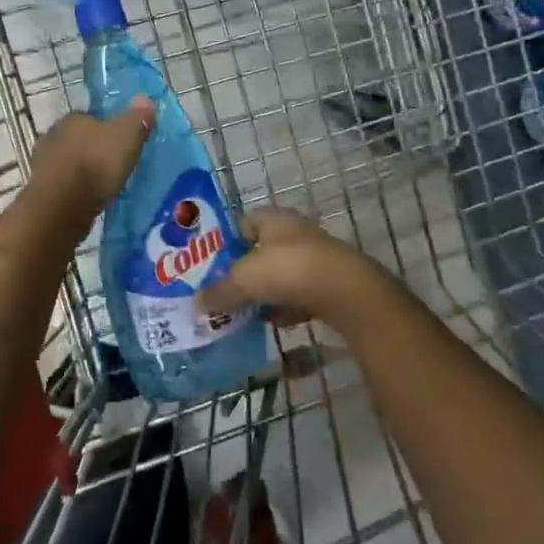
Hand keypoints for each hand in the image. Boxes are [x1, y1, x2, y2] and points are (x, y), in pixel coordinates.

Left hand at [26, 97, 156, 221]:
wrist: (62, 207)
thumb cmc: (96, 164)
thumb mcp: (126, 136)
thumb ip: (137, 118)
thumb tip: (145, 98)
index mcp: (72, 118)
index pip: (90, 117)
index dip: (107, 128)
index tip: (121, 142)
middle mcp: (53, 136)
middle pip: (78, 139)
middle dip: (93, 150)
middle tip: (114, 164)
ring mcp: (42, 164)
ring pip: (69, 162)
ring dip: (82, 171)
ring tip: (103, 185)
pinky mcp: (41, 189)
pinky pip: (63, 184)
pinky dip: (74, 189)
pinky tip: (88, 199)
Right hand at [196, 207, 394, 331]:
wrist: (347, 293)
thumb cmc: (289, 270)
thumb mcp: (244, 280)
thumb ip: (219, 291)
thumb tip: (195, 304)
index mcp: (274, 219)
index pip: (243, 222)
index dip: (224, 240)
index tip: (207, 263)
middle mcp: (296, 233)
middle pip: (262, 250)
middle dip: (244, 270)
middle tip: (221, 290)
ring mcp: (316, 259)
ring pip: (282, 274)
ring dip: (265, 291)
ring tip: (242, 310)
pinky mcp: (330, 285)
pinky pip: (300, 296)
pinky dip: (286, 308)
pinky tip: (273, 324)